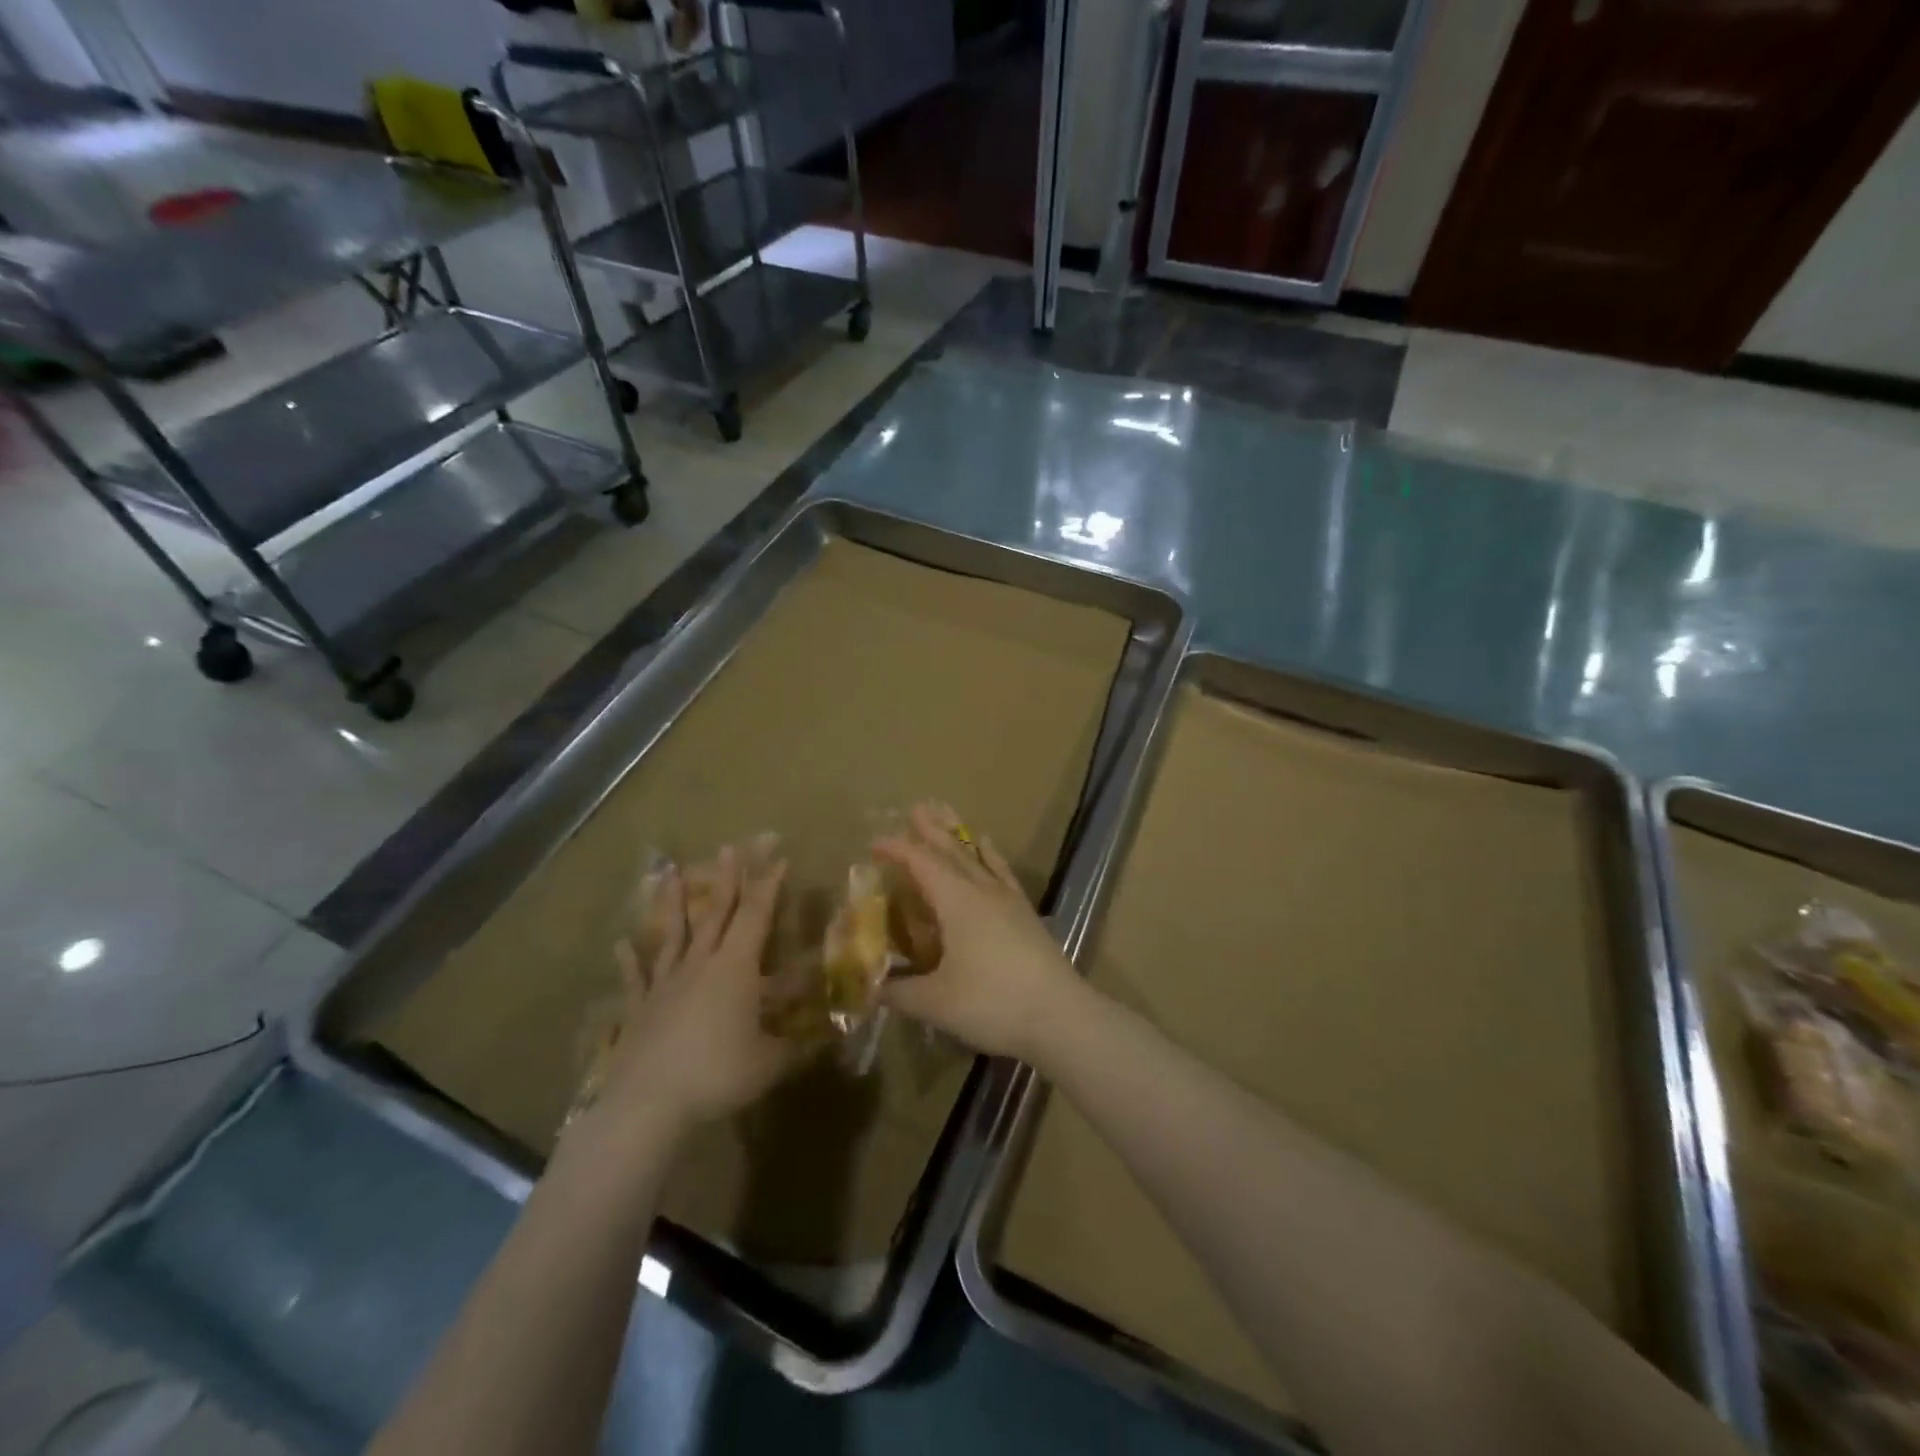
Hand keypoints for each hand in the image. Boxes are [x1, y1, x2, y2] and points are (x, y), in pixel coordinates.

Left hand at [592, 844, 796, 1137]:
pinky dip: (629, 960)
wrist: (649, 1104)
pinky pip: (635, 978)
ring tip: (670, 874)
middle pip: (717, 913)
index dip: (769, 886)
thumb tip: (832, 1038)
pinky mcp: (640, 1008)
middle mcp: (701, 964)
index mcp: (736, 967)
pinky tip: (621, 944)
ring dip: (674, 903)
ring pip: (673, 934)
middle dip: (727, 879)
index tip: (778, 858)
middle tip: (730, 847)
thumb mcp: (770, 1062)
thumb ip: (799, 1046)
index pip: (757, 916)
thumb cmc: (718, 1074)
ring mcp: (666, 983)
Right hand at [874, 802, 1085, 1064]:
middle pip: (952, 850)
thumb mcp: (935, 1003)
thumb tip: (871, 987)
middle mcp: (981, 890)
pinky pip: (1002, 871)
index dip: (898, 850)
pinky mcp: (1025, 913)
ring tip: (946, 813)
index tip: (875, 844)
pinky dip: (991, 854)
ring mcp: (1007, 899)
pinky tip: (987, 845)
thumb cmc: (992, 1003)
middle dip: (931, 829)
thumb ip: (899, 992)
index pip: (921, 863)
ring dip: (958, 834)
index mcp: (956, 901)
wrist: (1060, 1016)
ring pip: (976, 855)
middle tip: (916, 806)